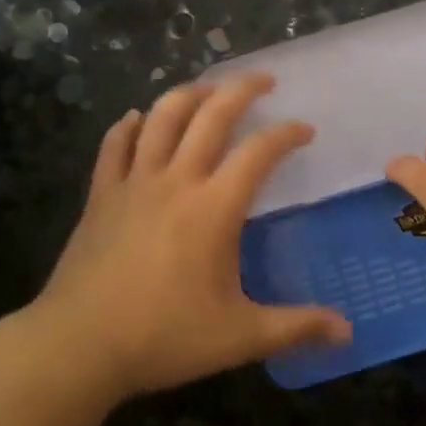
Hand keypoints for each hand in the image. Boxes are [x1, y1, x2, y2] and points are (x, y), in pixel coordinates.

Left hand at [29, 74, 351, 400]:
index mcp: (214, 208)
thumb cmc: (163, 337)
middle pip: (211, 115)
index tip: (304, 130)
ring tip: (208, 89)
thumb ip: (296, 327)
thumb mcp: (239, 336)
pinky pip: (115, 145)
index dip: (286, 134)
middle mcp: (176, 180)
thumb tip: (347, 332)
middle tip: (264, 80)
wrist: (78, 345)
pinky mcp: (101, 195)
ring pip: (162, 117)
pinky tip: (137, 119)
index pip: (259, 152)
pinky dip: (129, 126)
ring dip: (189, 95)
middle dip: (242, 89)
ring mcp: (133, 183)